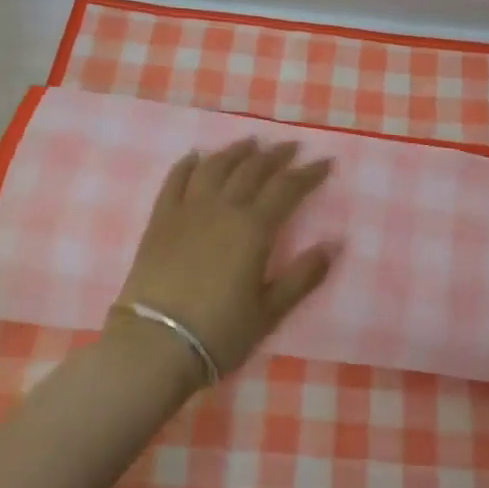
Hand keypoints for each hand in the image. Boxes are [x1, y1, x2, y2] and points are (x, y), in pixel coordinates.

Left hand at [114, 137, 339, 376]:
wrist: (153, 345)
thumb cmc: (219, 332)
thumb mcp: (269, 311)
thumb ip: (303, 276)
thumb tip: (335, 244)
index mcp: (254, 229)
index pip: (287, 188)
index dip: (309, 173)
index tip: (325, 162)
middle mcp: (222, 208)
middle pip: (252, 169)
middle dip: (276, 155)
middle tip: (292, 147)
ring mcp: (187, 210)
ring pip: (215, 167)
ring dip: (236, 151)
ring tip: (251, 142)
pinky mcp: (160, 220)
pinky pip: (175, 180)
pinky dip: (188, 164)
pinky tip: (196, 156)